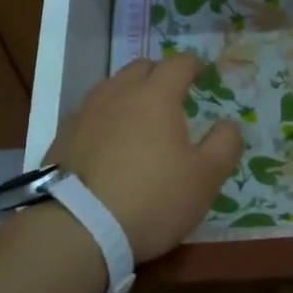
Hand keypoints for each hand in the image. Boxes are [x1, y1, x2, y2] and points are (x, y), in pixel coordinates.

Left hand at [47, 54, 242, 261]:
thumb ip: (225, 144)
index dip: (194, 64)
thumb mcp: (205, 177)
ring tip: (138, 115)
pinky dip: (105, 117)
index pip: (178, 64)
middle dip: (160, 74)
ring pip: (111, 87)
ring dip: (129, 92)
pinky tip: (108, 140)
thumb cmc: (152, 198)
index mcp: (156, 96)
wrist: (78, 229)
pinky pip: (89, 113)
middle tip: (172, 93)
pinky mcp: (62, 137)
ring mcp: (85, 113)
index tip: (202, 72)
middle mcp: (118, 94)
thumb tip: (229, 123)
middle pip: (141, 68)